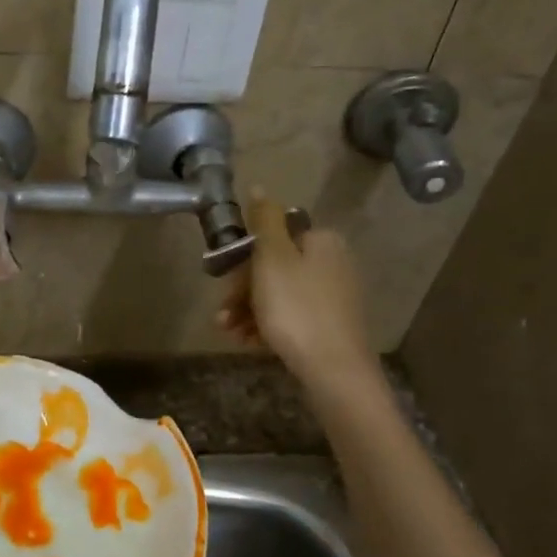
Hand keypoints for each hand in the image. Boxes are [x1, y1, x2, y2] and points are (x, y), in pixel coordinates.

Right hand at [219, 192, 377, 386]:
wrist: (334, 369)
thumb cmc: (296, 308)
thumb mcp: (273, 258)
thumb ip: (265, 220)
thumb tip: (260, 187)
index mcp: (321, 241)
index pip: (273, 238)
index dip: (244, 259)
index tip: (225, 282)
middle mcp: (333, 263)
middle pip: (275, 268)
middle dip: (242, 292)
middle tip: (222, 316)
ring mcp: (334, 296)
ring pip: (279, 295)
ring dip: (248, 311)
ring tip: (229, 333)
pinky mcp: (331, 326)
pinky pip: (291, 317)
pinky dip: (267, 326)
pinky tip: (249, 343)